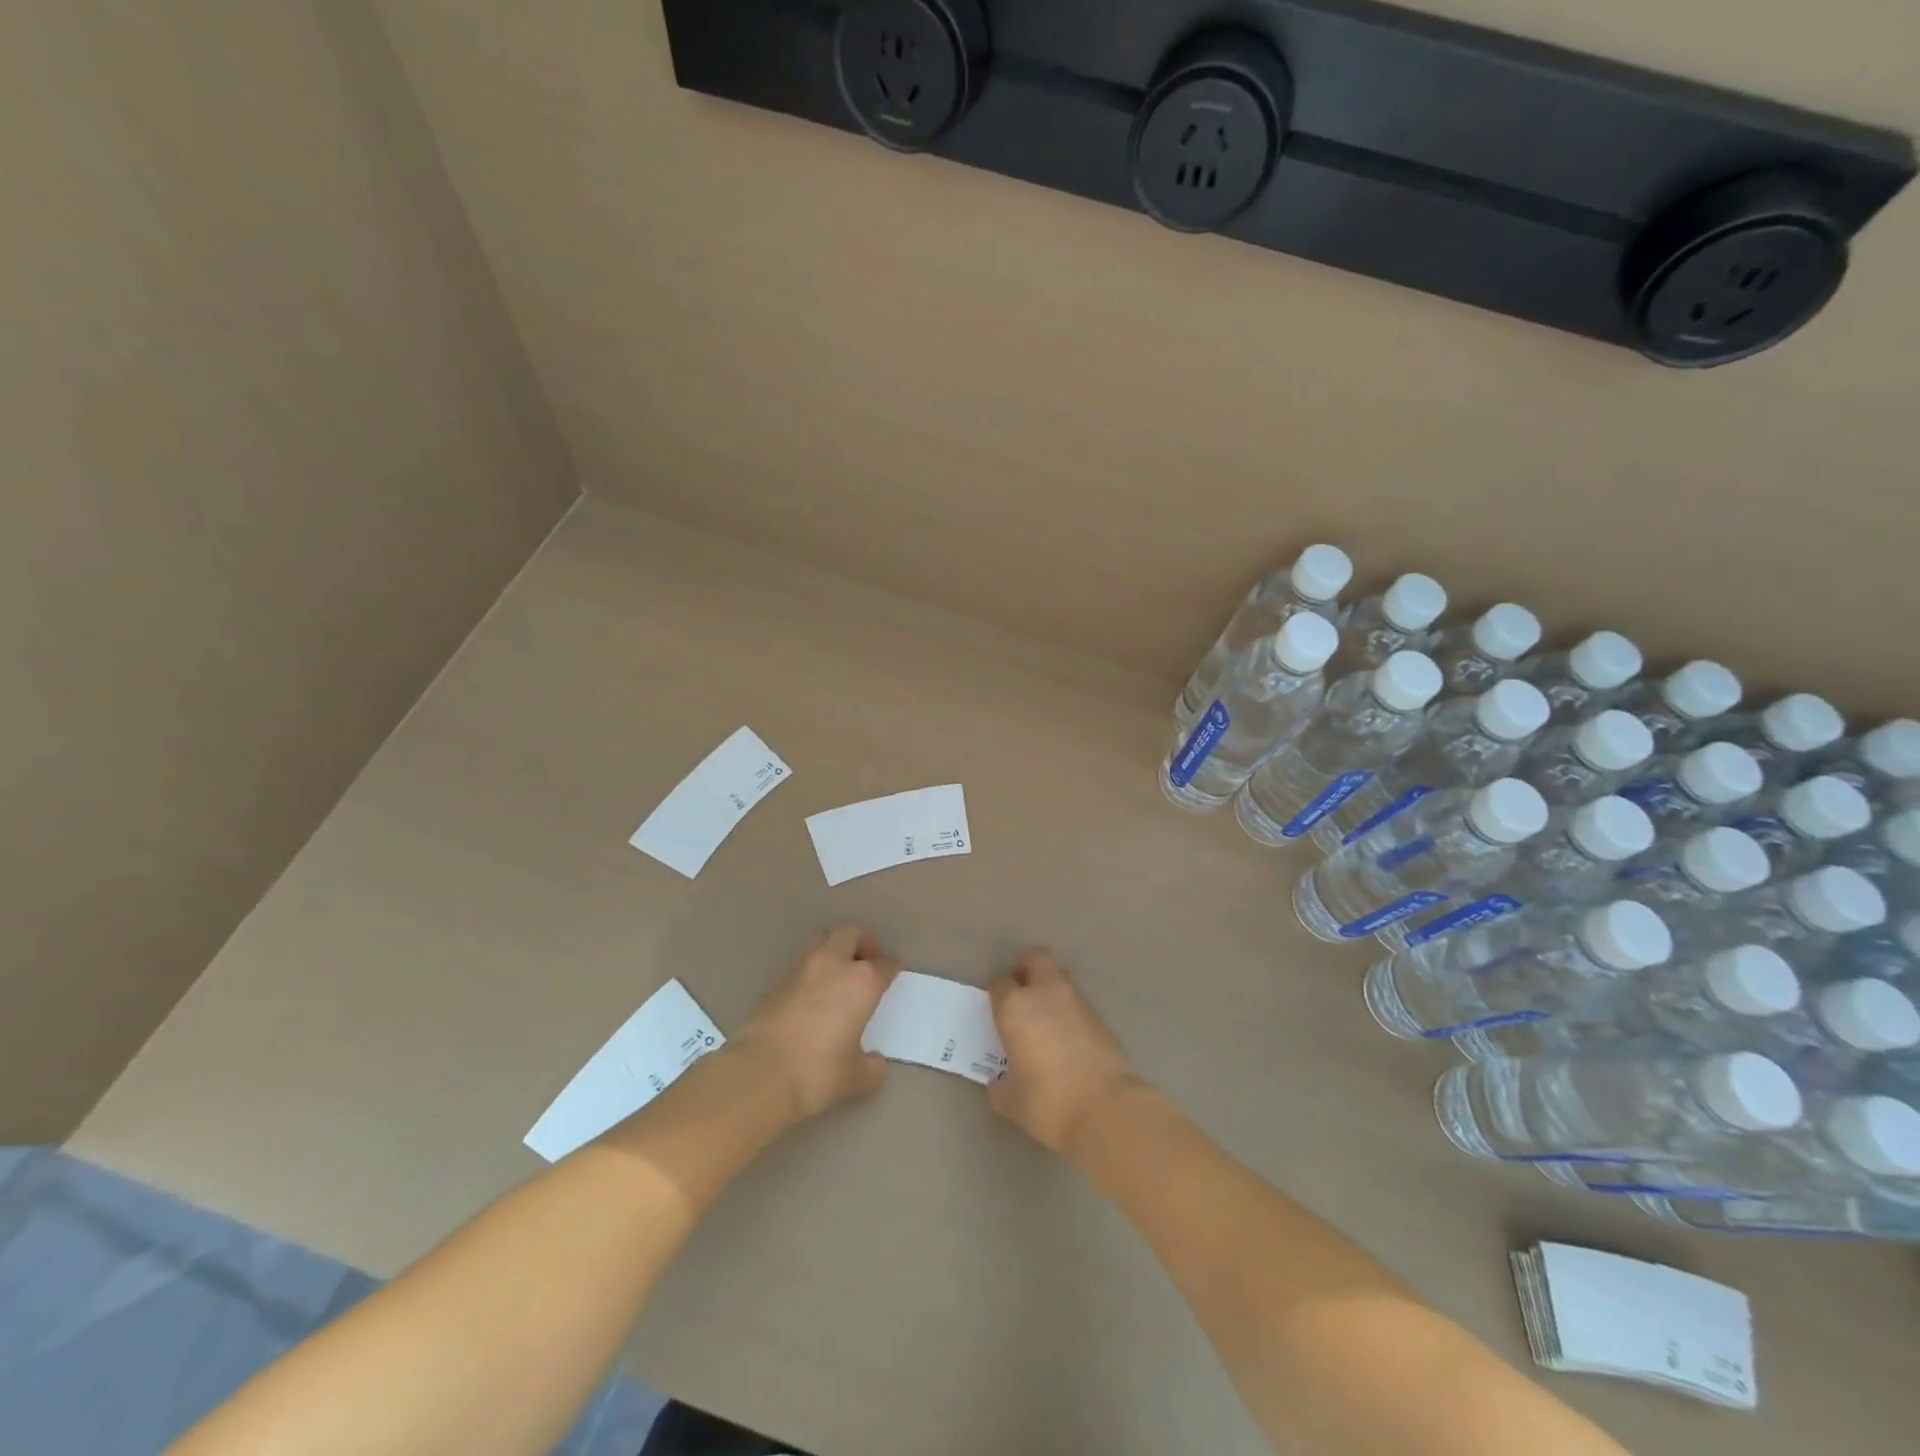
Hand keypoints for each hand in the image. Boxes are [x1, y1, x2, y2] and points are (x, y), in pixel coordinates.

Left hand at [736, 925, 898, 1119]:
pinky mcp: (774, 981)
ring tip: (839, 977)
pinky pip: (801, 963)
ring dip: (834, 951)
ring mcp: (800, 968)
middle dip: (862, 943)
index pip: (884, 965)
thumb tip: (876, 1063)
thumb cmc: (817, 1072)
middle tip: (867, 964)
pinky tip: (812, 996)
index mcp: (861, 981)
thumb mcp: (855, 1077)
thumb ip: (871, 1067)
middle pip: (851, 933)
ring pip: (822, 941)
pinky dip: (812, 970)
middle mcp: (832, 964)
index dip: (891, 969)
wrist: (758, 1074)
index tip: (893, 975)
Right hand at [987, 949, 1144, 1156]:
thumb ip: (1000, 1085)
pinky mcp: (1101, 1016)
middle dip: (1025, 971)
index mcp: (1015, 1007)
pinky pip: (1077, 1002)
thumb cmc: (1048, 1103)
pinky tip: (1068, 1040)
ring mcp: (1077, 1001)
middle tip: (1021, 998)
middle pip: (1034, 959)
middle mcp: (1045, 993)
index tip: (997, 1015)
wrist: (1107, 1110)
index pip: (999, 985)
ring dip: (1049, 989)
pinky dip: (1069, 1011)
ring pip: (1059, 977)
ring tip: (1046, 1022)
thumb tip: (999, 1082)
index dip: (997, 997)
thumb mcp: (1011, 1101)